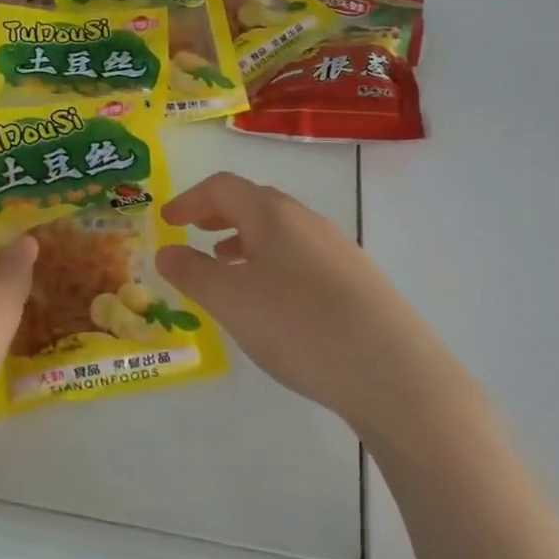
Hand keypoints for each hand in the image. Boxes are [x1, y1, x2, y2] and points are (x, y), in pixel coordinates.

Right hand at [156, 172, 467, 435]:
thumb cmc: (299, 325)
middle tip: (193, 233)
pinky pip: (300, 257)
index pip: (223, 187)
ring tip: (226, 266)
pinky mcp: (355, 280)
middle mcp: (307, 221)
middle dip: (218, 215)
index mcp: (274, 215)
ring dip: (245, 240)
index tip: (168, 221)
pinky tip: (271, 300)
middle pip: (255, 203)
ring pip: (280, 232)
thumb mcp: (231, 301)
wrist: (391, 371)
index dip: (190, 200)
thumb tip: (166, 252)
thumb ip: (193, 273)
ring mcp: (337, 250)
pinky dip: (272, 263)